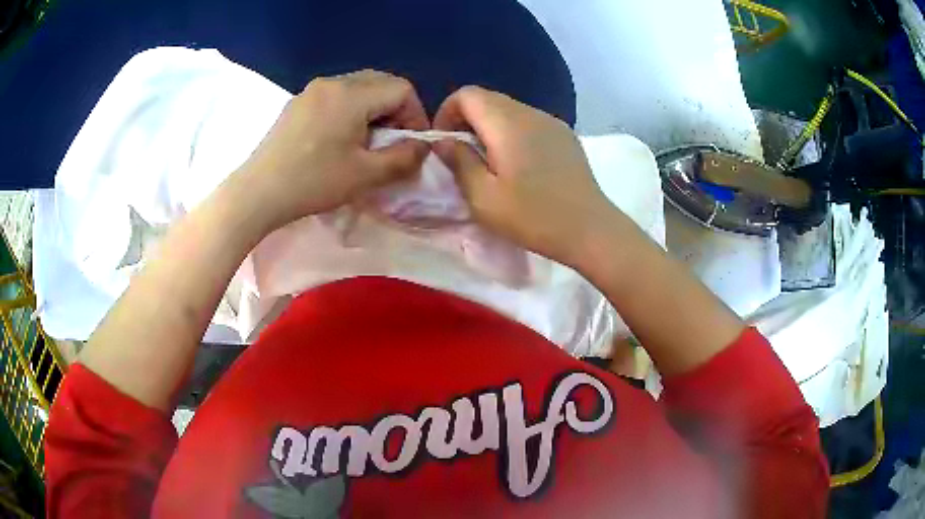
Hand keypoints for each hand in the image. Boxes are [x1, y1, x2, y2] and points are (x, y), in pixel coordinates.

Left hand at [236, 70, 430, 231]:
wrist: (258, 192)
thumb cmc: (313, 182)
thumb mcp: (365, 175)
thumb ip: (403, 158)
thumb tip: (421, 147)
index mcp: (351, 94)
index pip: (401, 89)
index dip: (416, 115)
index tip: (411, 144)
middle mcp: (332, 82)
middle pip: (380, 83)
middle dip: (396, 110)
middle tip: (391, 141)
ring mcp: (312, 91)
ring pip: (358, 87)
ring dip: (373, 109)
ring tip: (366, 142)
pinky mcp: (298, 103)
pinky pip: (336, 96)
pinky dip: (351, 110)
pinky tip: (340, 138)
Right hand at [433, 86, 616, 266]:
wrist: (590, 230)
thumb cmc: (533, 217)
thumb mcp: (483, 197)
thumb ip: (458, 161)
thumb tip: (443, 140)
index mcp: (507, 122)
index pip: (467, 94)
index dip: (446, 112)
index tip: (444, 143)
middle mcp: (530, 112)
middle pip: (487, 99)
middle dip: (466, 120)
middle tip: (462, 155)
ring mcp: (551, 122)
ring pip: (508, 109)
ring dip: (489, 127)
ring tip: (489, 162)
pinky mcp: (565, 135)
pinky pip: (528, 122)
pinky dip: (511, 133)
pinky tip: (518, 164)